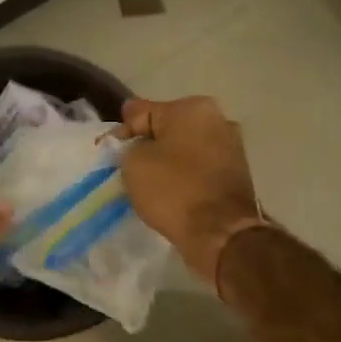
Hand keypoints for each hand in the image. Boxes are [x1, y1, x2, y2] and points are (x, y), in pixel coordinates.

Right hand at [118, 95, 263, 283]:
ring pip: (183, 149)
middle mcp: (217, 119)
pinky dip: (181, 176)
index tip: (105, 153)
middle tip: (125, 168)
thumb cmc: (173, 189)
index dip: (119, 133)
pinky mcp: (236, 173)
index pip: (140, 113)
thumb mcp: (133, 162)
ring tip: (146, 183)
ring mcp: (230, 147)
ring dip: (164, 161)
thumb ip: (127, 145)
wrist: (221, 233)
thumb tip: (134, 146)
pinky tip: (168, 192)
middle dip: (145, 145)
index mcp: (192, 108)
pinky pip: (197, 168)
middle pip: (165, 129)